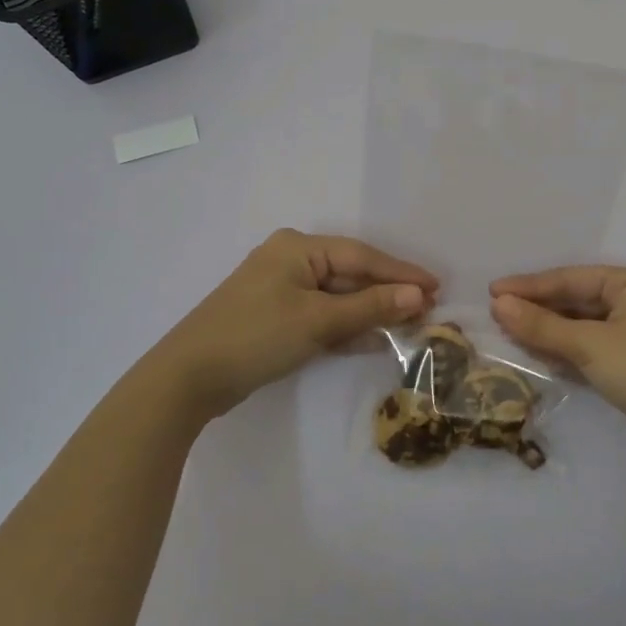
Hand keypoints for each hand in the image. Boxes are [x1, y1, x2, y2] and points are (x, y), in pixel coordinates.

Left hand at [146, 229, 436, 427]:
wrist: (188, 378)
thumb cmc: (257, 336)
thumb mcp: (318, 321)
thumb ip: (371, 307)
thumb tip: (419, 296)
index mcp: (298, 247)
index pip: (362, 256)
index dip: (401, 273)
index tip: (437, 287)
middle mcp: (291, 260)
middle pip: (351, 274)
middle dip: (387, 294)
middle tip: (428, 310)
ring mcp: (281, 289)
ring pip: (338, 297)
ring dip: (370, 312)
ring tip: (410, 326)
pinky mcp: (276, 317)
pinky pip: (322, 315)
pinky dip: (346, 326)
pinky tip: (374, 339)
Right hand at [490, 266, 625, 470]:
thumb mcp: (590, 344)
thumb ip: (542, 325)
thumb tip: (498, 304)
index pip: (570, 278)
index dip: (529, 285)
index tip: (492, 291)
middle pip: (575, 300)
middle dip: (537, 309)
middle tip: (496, 314)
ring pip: (580, 326)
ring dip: (547, 331)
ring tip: (508, 334)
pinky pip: (589, 348)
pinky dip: (564, 351)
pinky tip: (537, 356)